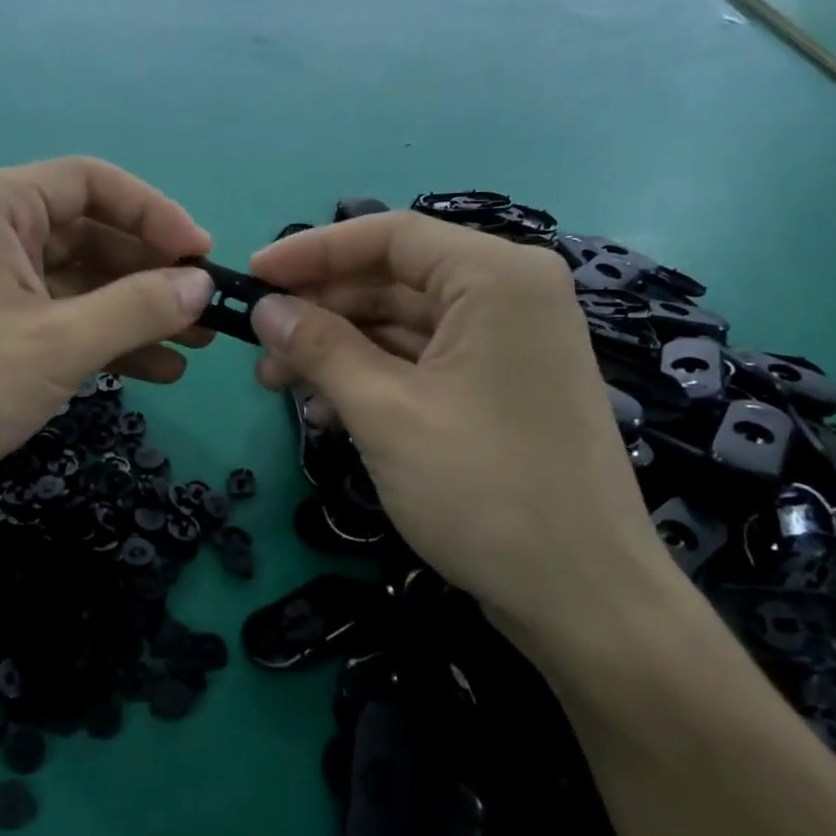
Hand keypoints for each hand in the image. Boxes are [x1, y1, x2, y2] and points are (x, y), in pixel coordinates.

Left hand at [0, 158, 214, 519]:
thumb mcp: (60, 345)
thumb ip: (139, 308)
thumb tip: (202, 283)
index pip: (94, 183)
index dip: (156, 215)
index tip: (202, 256)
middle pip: (92, 233)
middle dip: (152, 274)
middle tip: (207, 311)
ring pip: (81, 279)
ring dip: (136, 311)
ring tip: (196, 345)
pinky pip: (61, 314)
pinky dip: (104, 337)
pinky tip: (157, 370)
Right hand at [246, 213, 679, 645]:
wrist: (583, 599)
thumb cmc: (485, 490)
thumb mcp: (385, 412)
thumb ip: (319, 348)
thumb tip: (264, 309)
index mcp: (496, 278)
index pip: (389, 236)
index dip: (312, 252)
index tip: (252, 276)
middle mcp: (509, 296)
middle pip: (393, 279)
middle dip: (320, 311)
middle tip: (258, 344)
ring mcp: (508, 345)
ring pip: (402, 324)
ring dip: (337, 349)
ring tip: (279, 385)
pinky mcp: (499, 388)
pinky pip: (422, 362)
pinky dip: (371, 378)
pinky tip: (326, 411)